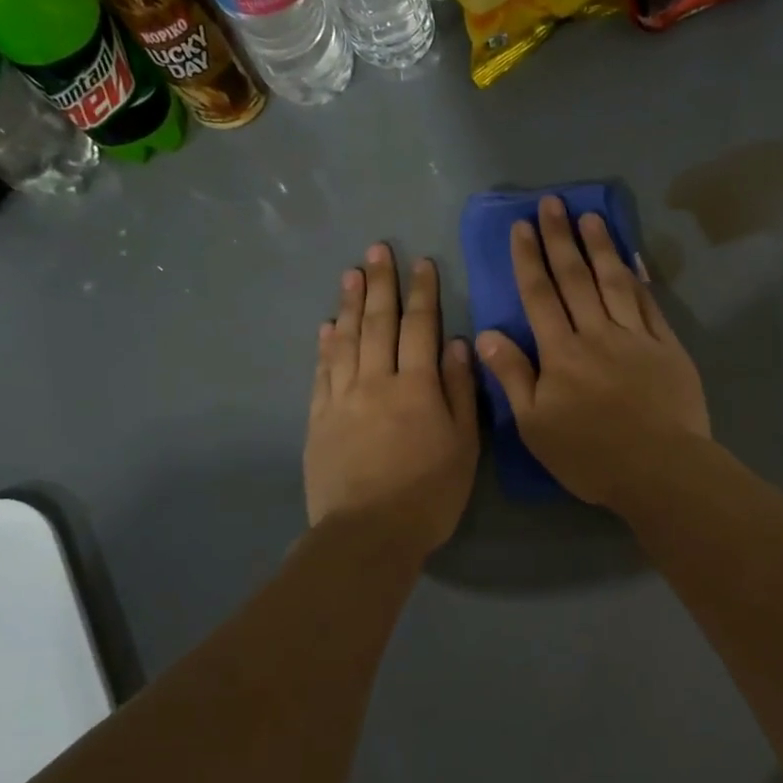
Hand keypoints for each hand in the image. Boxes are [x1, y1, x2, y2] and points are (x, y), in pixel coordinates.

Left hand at [305, 244, 478, 557]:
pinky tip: (327, 327)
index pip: (420, 328)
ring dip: (350, 304)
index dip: (422, 294)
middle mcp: (376, 382)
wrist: (369, 533)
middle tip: (378, 250)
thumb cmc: (430, 493)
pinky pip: (322, 373)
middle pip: (378, 324)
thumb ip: (461, 392)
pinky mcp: (319, 420)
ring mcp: (342, 399)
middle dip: (381, 285)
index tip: (422, 263)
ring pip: (346, 341)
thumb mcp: (464, 445)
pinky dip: (325, 346)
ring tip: (351, 274)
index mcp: (417, 388)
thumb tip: (458, 344)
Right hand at [477, 197, 709, 510]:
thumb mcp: (536, 426)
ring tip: (590, 217)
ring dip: (600, 247)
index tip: (522, 226)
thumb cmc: (591, 456)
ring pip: (614, 282)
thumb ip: (513, 377)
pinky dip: (639, 278)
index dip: (529, 259)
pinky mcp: (667, 348)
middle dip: (561, 239)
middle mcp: (597, 334)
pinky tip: (632, 259)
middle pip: (576, 279)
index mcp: (561, 353)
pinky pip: (650, 304)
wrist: (660, 469)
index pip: (540, 296)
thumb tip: (488, 334)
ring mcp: (636, 337)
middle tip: (552, 203)